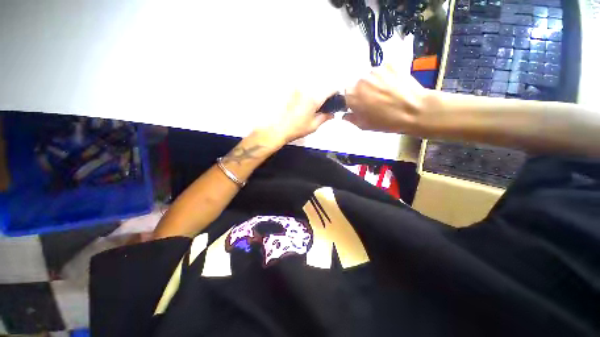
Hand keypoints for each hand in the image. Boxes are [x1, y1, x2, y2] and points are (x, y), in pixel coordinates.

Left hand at [258, 90, 334, 144]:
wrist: (277, 129)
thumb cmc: (295, 129)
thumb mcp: (313, 126)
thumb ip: (325, 118)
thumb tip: (331, 114)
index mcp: (314, 99)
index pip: (330, 89)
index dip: (334, 93)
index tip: (334, 98)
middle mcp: (305, 90)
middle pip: (319, 87)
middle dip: (322, 95)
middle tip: (320, 106)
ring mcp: (295, 89)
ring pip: (309, 87)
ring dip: (312, 94)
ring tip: (308, 106)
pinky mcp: (288, 91)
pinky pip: (300, 89)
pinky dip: (303, 94)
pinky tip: (299, 105)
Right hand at [344, 65, 437, 134]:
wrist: (415, 110)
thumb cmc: (387, 121)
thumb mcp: (364, 125)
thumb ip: (351, 118)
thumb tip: (345, 115)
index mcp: (352, 95)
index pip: (346, 93)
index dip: (352, 99)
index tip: (358, 104)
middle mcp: (361, 80)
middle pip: (358, 84)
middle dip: (363, 91)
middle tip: (374, 100)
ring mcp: (376, 70)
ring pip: (371, 76)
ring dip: (374, 83)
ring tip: (386, 93)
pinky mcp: (390, 64)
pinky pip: (383, 70)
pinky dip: (386, 76)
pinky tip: (394, 86)